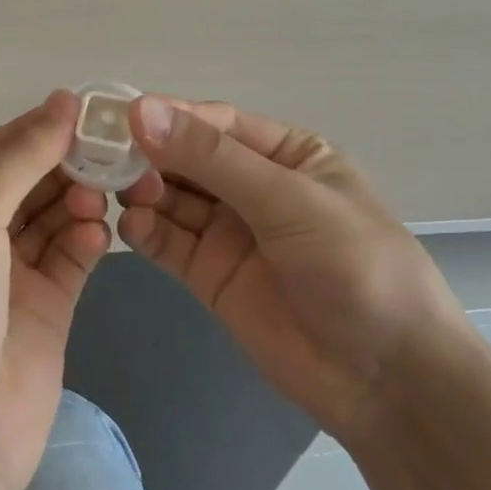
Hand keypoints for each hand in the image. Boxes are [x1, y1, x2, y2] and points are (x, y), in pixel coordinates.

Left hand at [0, 91, 111, 489]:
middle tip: (112, 147)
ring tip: (107, 190)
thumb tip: (61, 102)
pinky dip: (88, 239)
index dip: (35, 127)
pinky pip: (71, 259)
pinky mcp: (44, 312)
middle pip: (24, 182)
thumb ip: (15, 159)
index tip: (85, 109)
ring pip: (51, 217)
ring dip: (79, 198)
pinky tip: (101, 231)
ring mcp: (7, 278)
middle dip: (64, 162)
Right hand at [119, 95, 467, 445]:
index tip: (119, 117)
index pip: (215, 123)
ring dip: (141, 190)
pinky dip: (144, 230)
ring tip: (114, 191)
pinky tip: (130, 225)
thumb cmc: (354, 268)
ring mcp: (228, 232)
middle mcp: (252, 186)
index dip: (169, 116)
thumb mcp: (287, 200)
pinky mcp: (209, 274)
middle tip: (104, 156)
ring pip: (170, 198)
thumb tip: (141, 110)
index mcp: (285, 154)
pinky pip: (167, 241)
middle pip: (185, 158)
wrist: (386, 379)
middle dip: (148, 154)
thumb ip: (212, 158)